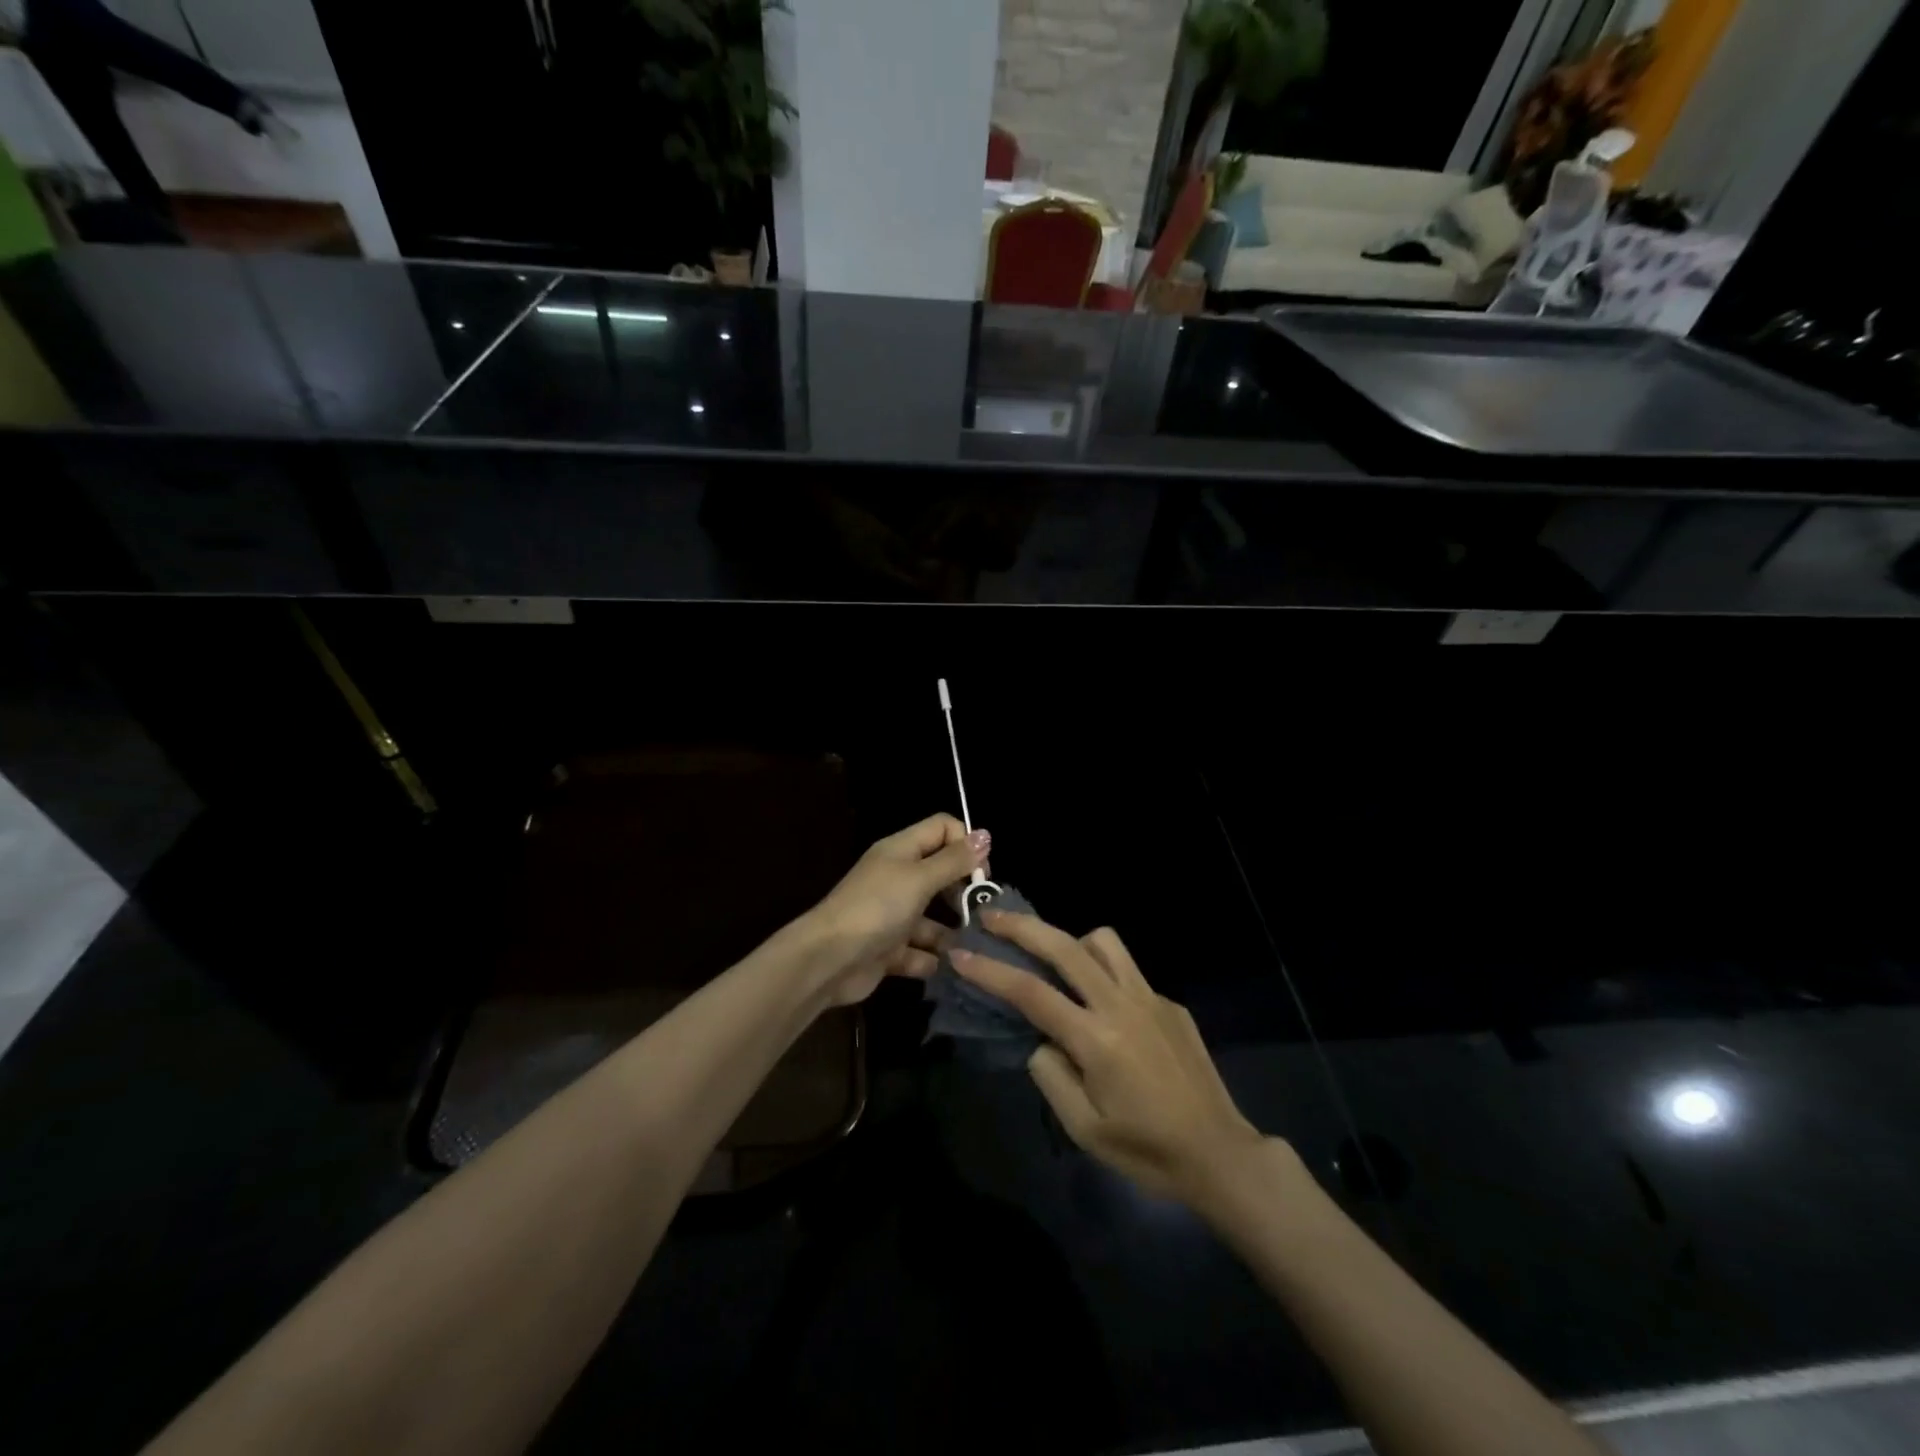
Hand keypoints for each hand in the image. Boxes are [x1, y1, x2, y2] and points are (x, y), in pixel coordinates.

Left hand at [806, 814, 989, 1006]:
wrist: (828, 960)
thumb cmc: (876, 908)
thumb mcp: (919, 878)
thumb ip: (953, 860)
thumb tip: (985, 835)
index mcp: (901, 850)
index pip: (942, 829)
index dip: (966, 843)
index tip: (983, 873)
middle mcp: (897, 878)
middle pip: (940, 874)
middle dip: (963, 892)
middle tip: (981, 912)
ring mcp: (892, 915)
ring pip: (932, 919)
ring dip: (951, 933)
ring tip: (973, 948)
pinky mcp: (888, 949)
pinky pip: (918, 952)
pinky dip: (931, 960)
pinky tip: (946, 968)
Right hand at [951, 912, 1264, 1202]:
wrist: (1219, 1154)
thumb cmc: (1146, 1151)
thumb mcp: (1083, 1128)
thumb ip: (1050, 1074)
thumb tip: (1039, 1038)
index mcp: (1096, 1039)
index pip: (1030, 992)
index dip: (989, 970)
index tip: (960, 954)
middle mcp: (1122, 1004)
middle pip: (1065, 946)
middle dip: (1022, 926)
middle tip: (991, 917)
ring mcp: (1151, 997)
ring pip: (1103, 941)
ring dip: (1070, 940)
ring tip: (1053, 960)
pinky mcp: (1170, 1003)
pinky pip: (1127, 971)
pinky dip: (1103, 973)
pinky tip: (1101, 1007)